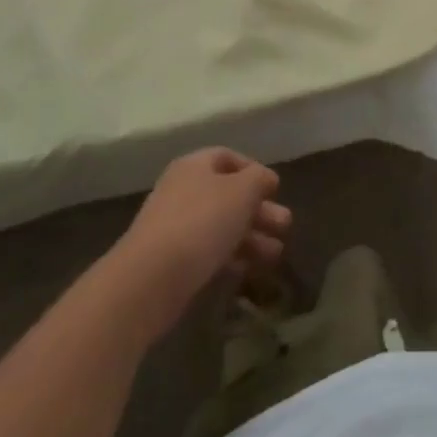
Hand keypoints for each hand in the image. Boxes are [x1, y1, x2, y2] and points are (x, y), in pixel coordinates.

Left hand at [115, 148, 291, 340]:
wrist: (151, 279)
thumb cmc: (202, 221)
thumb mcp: (243, 191)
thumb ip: (259, 179)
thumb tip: (264, 179)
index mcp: (194, 166)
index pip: (228, 157)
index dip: (254, 170)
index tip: (275, 189)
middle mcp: (182, 191)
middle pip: (228, 195)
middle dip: (259, 210)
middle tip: (285, 225)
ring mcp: (174, 228)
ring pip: (221, 226)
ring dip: (252, 237)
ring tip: (276, 254)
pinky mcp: (172, 262)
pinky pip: (208, 252)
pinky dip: (232, 257)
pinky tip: (250, 269)